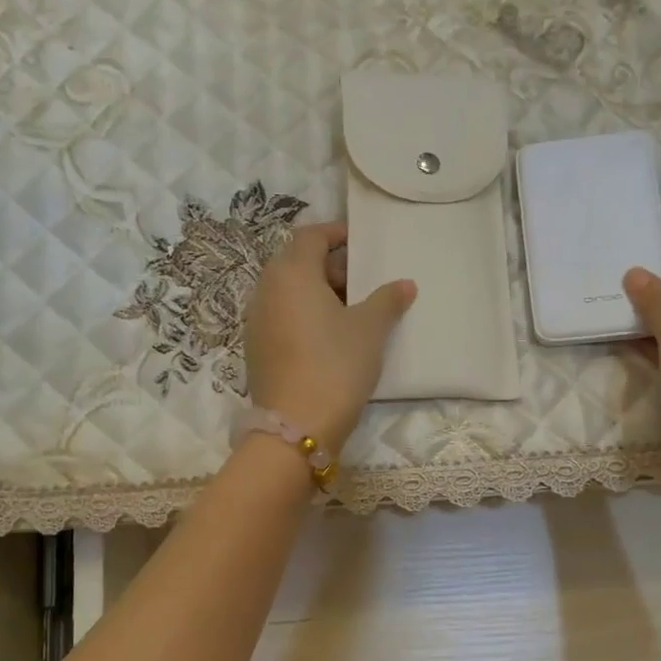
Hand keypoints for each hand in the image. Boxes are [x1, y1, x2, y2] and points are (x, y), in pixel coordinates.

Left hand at [245, 222, 415, 452]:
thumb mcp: (369, 330)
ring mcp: (257, 321)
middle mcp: (266, 289)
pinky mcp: (256, 348)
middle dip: (330, 266)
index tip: (359, 242)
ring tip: (350, 311)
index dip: (336, 234)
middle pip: (297, 263)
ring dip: (317, 293)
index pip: (310, 236)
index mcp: (291, 273)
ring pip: (288, 292)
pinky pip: (281, 317)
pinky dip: (304, 315)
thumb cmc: (335, 365)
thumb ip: (387, 300)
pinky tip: (329, 338)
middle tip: (362, 282)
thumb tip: (404, 284)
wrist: (296, 426)